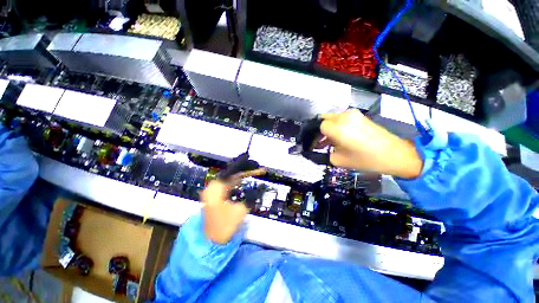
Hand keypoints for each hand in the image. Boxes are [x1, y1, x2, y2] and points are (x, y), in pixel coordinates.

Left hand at [200, 169, 265, 243]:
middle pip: (231, 174)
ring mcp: (213, 191)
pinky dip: (236, 181)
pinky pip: (227, 184)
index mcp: (216, 188)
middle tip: (257, 168)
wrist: (211, 241)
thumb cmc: (224, 226)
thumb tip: (257, 187)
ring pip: (230, 179)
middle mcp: (213, 187)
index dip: (244, 167)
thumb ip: (250, 196)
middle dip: (244, 171)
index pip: (232, 172)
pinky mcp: (215, 196)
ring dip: (241, 176)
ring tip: (253, 172)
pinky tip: (244, 179)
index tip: (254, 164)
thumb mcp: (240, 210)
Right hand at [318, 109, 422, 178]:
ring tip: (327, 142)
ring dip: (327, 129)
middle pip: (323, 119)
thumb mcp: (338, 160)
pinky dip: (336, 127)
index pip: (318, 126)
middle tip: (318, 142)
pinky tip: (337, 138)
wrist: (394, 154)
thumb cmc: (364, 160)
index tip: (313, 145)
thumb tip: (315, 150)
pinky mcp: (359, 115)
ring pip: (332, 118)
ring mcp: (352, 114)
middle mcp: (343, 116)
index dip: (314, 136)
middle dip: (319, 131)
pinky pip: (341, 119)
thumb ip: (323, 154)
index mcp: (337, 127)